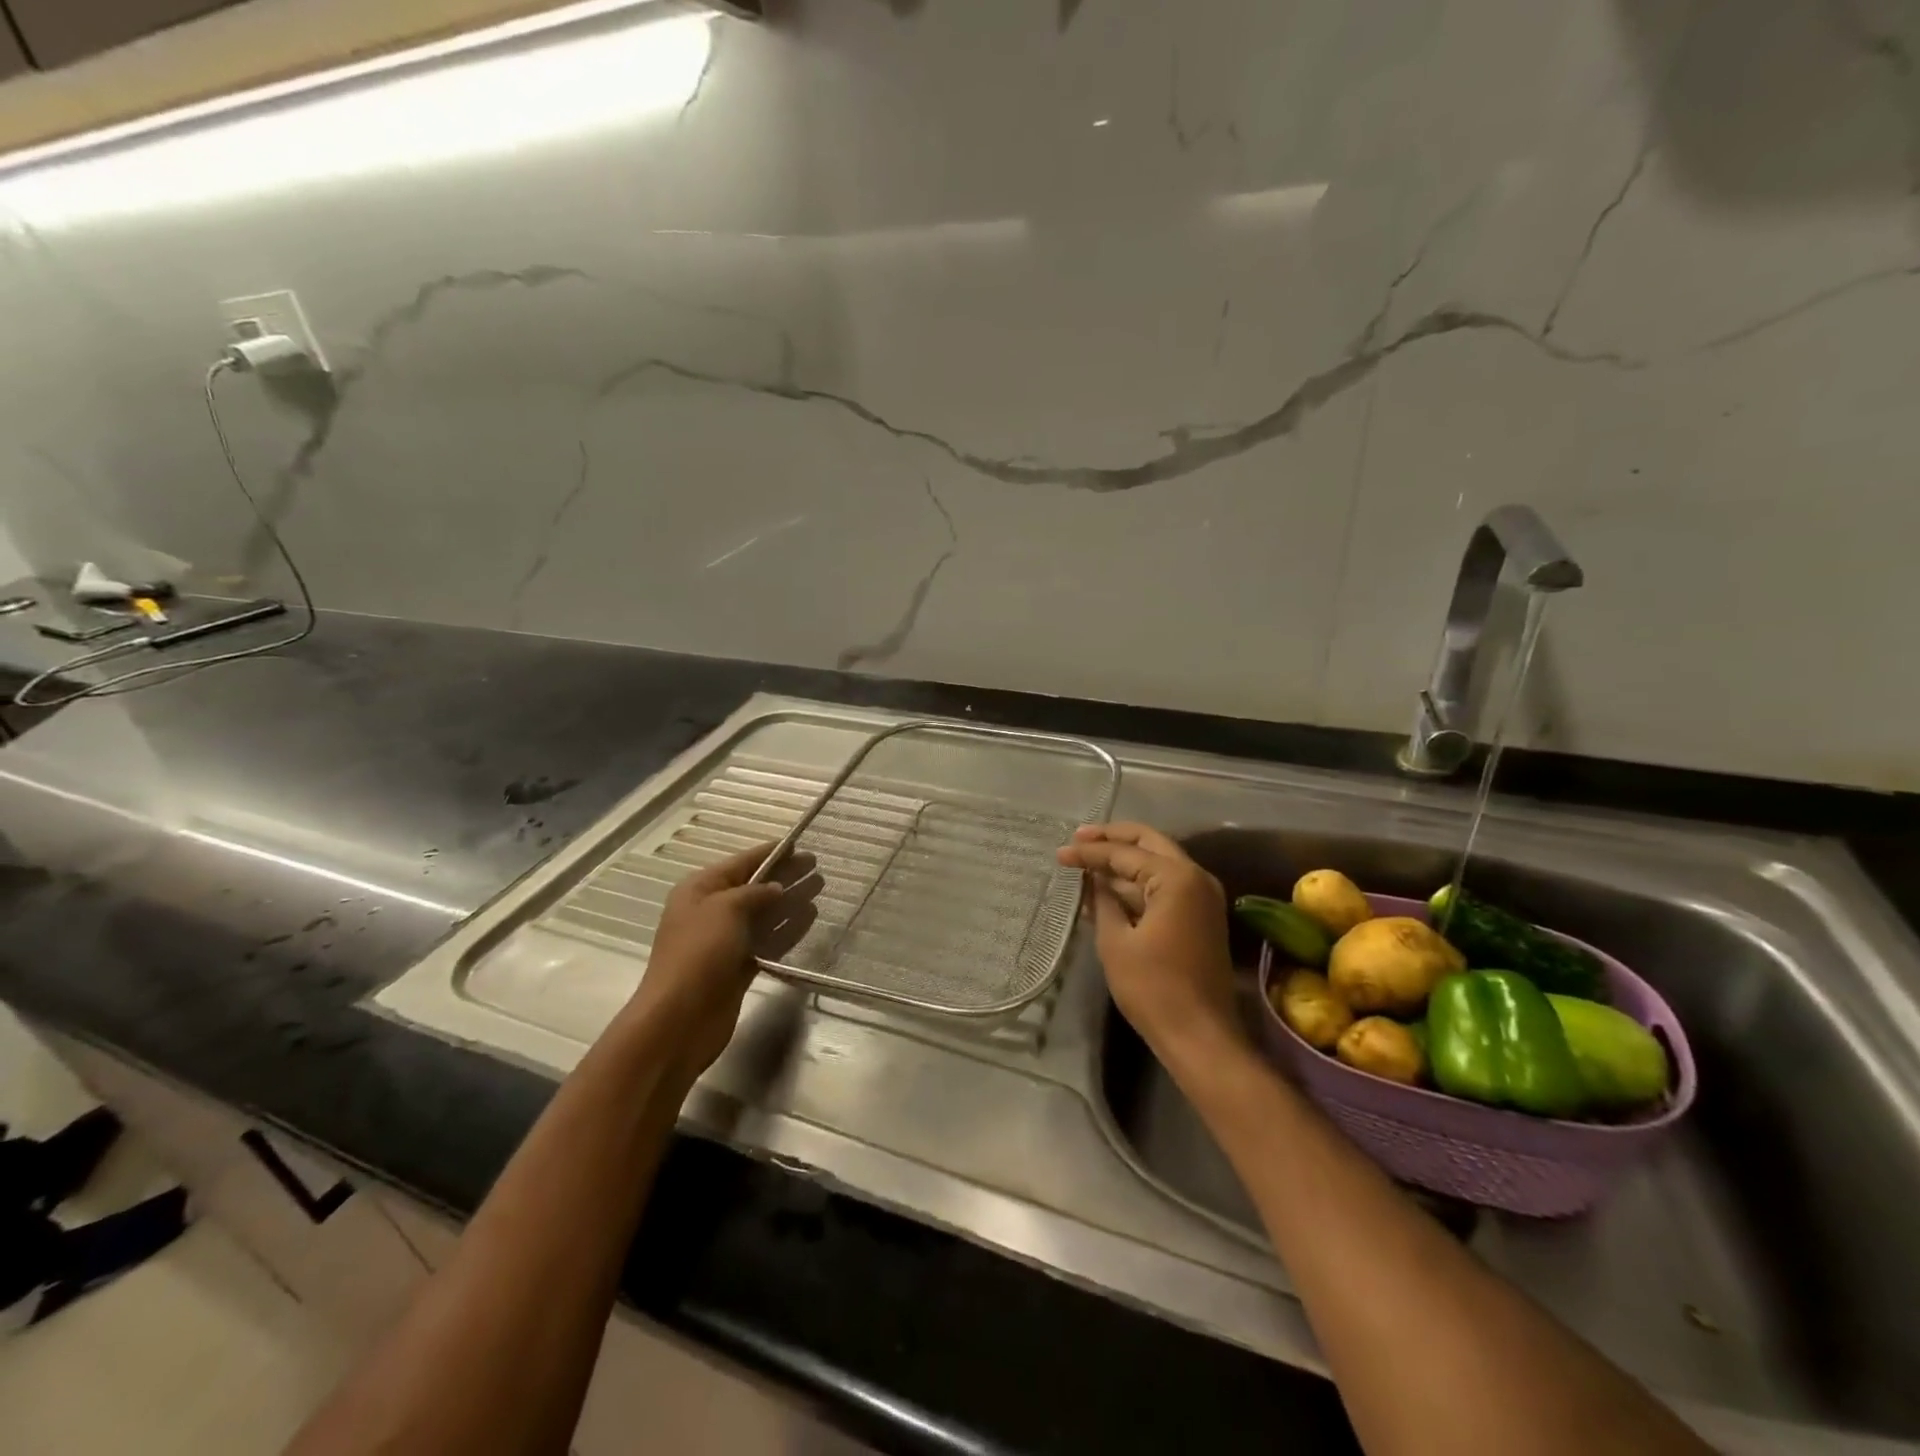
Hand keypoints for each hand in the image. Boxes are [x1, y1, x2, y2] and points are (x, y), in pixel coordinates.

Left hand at [624, 842, 814, 1083]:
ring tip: (820, 889)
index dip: (770, 853)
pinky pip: (768, 940)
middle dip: (785, 876)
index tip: (799, 845)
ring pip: (765, 914)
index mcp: (700, 890)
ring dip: (791, 901)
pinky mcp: (739, 966)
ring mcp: (726, 940)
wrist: (679, 1019)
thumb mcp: (725, 909)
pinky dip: (788, 929)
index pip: (741, 863)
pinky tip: (810, 918)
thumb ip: (755, 893)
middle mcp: (712, 911)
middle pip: (755, 887)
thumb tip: (776, 888)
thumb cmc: (698, 954)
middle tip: (818, 866)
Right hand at [1056, 823, 1245, 1064]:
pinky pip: (1165, 885)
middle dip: (1112, 838)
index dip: (1089, 853)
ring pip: (1159, 862)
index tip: (1059, 854)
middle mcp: (1196, 877)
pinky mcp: (1200, 916)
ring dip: (1125, 859)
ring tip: (1087, 860)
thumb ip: (1103, 900)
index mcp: (1177, 878)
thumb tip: (1091, 879)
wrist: (1199, 1036)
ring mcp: (1203, 896)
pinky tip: (1108, 888)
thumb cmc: (1153, 988)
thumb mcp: (1116, 941)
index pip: (1125, 853)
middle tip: (1078, 838)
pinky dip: (1138, 882)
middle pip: (1149, 843)